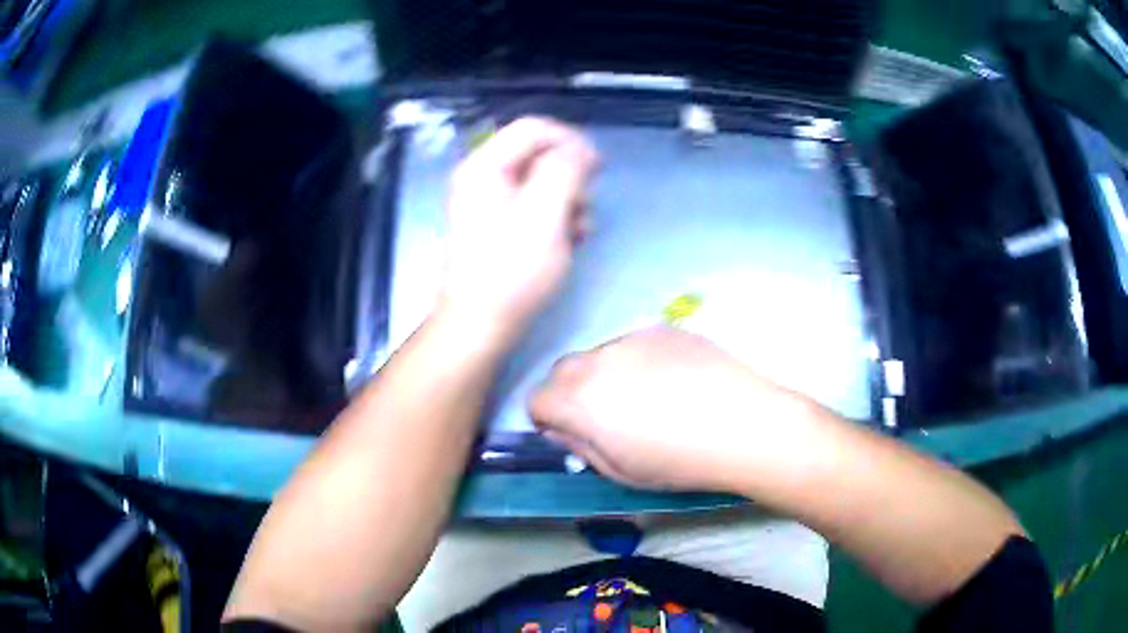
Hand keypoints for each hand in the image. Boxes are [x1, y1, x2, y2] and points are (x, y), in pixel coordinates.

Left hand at [439, 117, 598, 343]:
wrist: (480, 323)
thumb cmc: (512, 269)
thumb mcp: (545, 214)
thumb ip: (564, 171)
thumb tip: (579, 151)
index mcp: (485, 166)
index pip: (534, 128)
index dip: (570, 140)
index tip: (597, 168)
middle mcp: (484, 176)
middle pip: (540, 153)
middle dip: (571, 177)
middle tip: (585, 206)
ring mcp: (491, 202)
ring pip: (543, 181)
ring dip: (570, 200)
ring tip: (580, 231)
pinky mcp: (500, 225)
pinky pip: (536, 205)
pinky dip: (558, 217)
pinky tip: (571, 240)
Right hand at [529, 327, 827, 492]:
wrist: (744, 424)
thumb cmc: (679, 462)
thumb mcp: (619, 471)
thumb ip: (580, 446)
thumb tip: (564, 429)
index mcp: (579, 400)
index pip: (536, 399)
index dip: (549, 420)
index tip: (573, 434)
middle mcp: (597, 360)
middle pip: (562, 371)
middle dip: (572, 394)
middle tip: (607, 418)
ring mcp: (632, 338)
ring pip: (600, 355)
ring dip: (607, 375)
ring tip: (650, 399)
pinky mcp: (664, 328)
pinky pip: (635, 344)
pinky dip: (640, 361)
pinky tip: (675, 382)